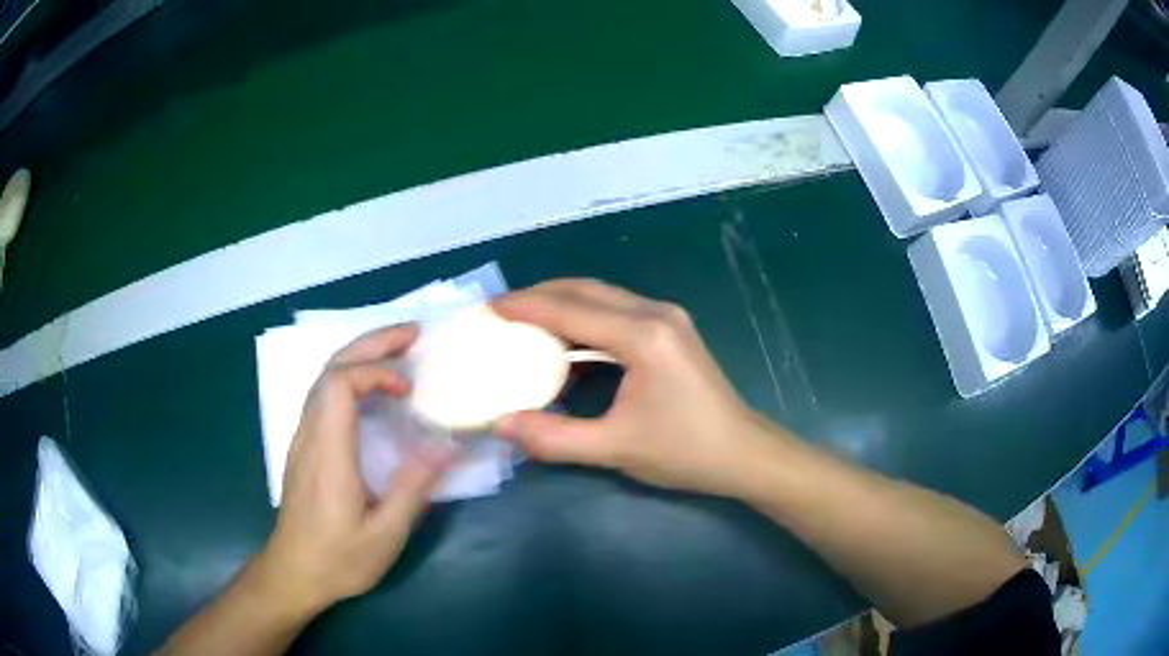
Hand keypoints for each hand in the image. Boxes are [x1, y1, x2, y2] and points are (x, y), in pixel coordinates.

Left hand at [256, 325, 453, 615]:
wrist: (293, 573)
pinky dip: (352, 377)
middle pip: (331, 369)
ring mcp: (303, 438)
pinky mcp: (304, 447)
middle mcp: (310, 434)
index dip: (376, 371)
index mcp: (328, 452)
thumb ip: (413, 488)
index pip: (340, 383)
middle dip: (372, 344)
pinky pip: (324, 395)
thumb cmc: (338, 559)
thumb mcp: (385, 535)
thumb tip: (447, 445)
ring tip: (400, 352)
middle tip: (414, 334)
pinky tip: (374, 390)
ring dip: (361, 356)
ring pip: (325, 378)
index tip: (409, 388)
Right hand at [493, 279, 784, 498]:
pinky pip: (616, 313)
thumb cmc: (685, 452)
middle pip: (586, 290)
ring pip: (602, 298)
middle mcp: (655, 314)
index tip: (489, 307)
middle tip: (502, 310)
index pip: (571, 310)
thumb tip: (500, 424)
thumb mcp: (615, 448)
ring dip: (562, 305)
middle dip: (540, 295)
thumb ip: (554, 437)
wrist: (742, 453)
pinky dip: (584, 321)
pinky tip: (564, 343)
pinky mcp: (670, 330)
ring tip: (524, 321)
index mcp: (643, 336)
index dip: (526, 306)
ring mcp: (667, 319)